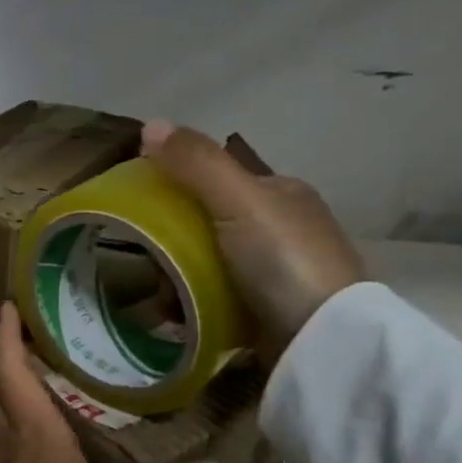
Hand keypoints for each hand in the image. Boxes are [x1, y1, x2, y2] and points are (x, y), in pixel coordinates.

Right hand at [141, 120, 364, 356]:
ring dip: (177, 280)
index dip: (175, 188)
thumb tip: (149, 124)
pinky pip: (214, 300)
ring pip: (206, 265)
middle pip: (206, 226)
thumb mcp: (237, 201)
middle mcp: (279, 228)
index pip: (216, 180)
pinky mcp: (265, 312)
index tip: (141, 211)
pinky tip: (176, 318)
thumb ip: (196, 164)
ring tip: (160, 299)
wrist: (320, 338)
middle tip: (150, 265)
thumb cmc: (282, 259)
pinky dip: (191, 306)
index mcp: (279, 193)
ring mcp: (273, 273)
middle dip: (172, 245)